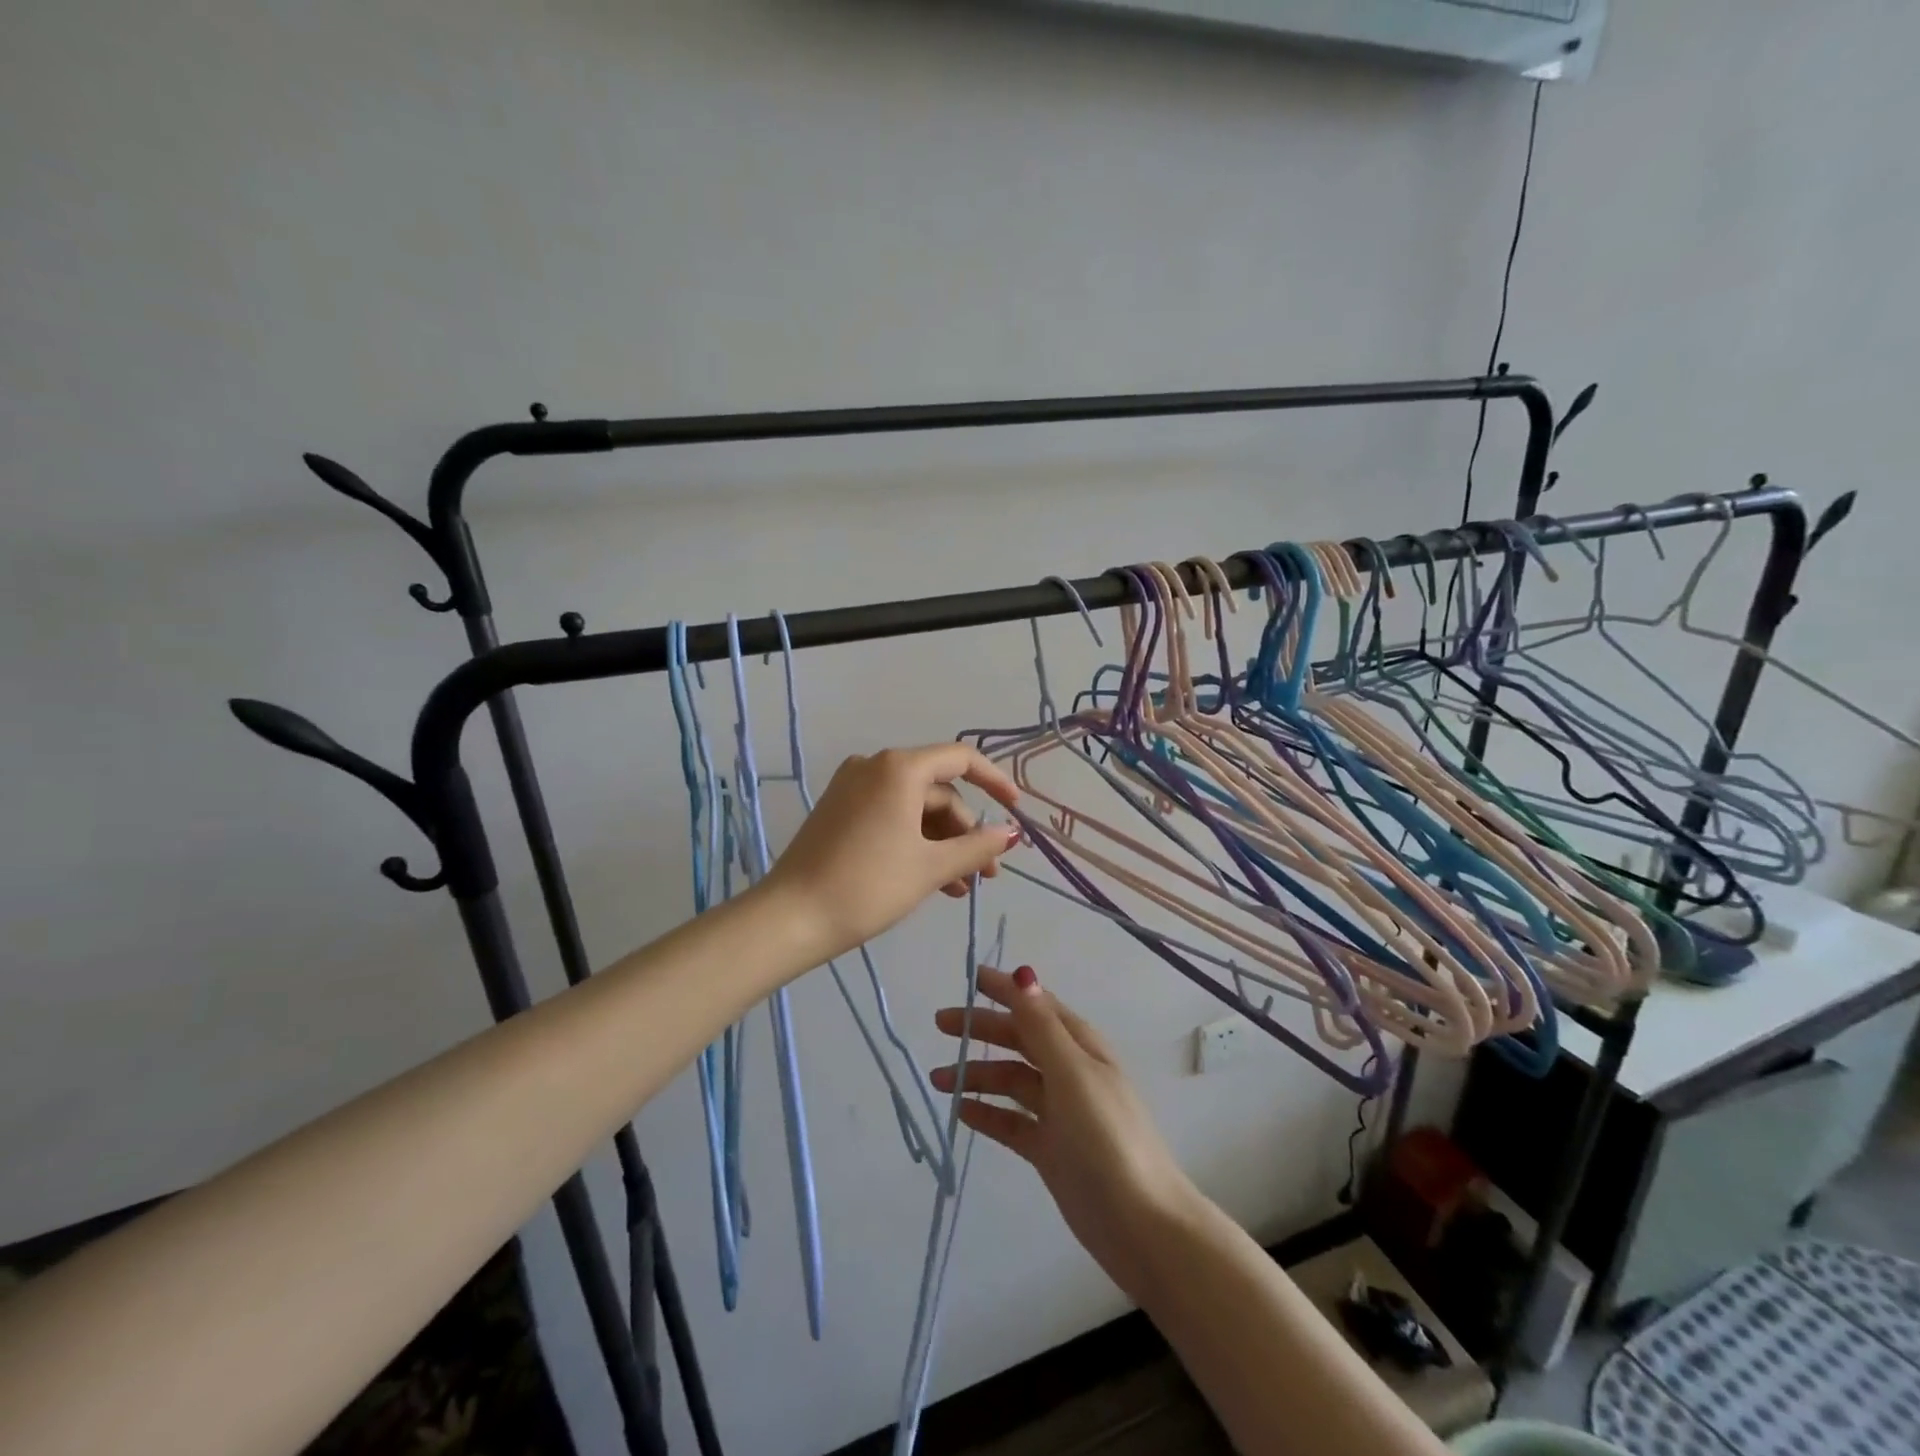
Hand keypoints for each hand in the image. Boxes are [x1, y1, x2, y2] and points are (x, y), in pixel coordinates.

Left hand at [762, 744, 1020, 964]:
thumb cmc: (868, 886)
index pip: (960, 759)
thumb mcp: (931, 867)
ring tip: (961, 888)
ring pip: (915, 809)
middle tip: (985, 875)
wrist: (791, 918)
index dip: (995, 781)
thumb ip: (977, 846)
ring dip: (943, 844)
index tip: (1016, 810)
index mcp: (899, 768)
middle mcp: (875, 767)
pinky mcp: (840, 811)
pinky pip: (891, 817)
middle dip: (966, 831)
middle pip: (938, 791)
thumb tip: (1011, 834)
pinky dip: (915, 844)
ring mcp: (853, 788)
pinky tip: (934, 883)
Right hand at [931, 966, 1200, 1295]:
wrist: (1141, 1225)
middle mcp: (1069, 1071)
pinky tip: (960, 1112)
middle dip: (982, 1029)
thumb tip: (1024, 973)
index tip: (969, 977)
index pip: (1036, 1005)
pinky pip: (1011, 1121)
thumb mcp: (1072, 1074)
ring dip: (976, 1074)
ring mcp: (1059, 1111)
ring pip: (1010, 1080)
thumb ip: (1042, 1026)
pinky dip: (987, 1113)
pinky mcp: (1050, 1149)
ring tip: (937, 1080)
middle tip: (941, 1024)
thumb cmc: (1106, 1137)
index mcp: (1080, 1046)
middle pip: (1019, 1040)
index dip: (1005, 990)